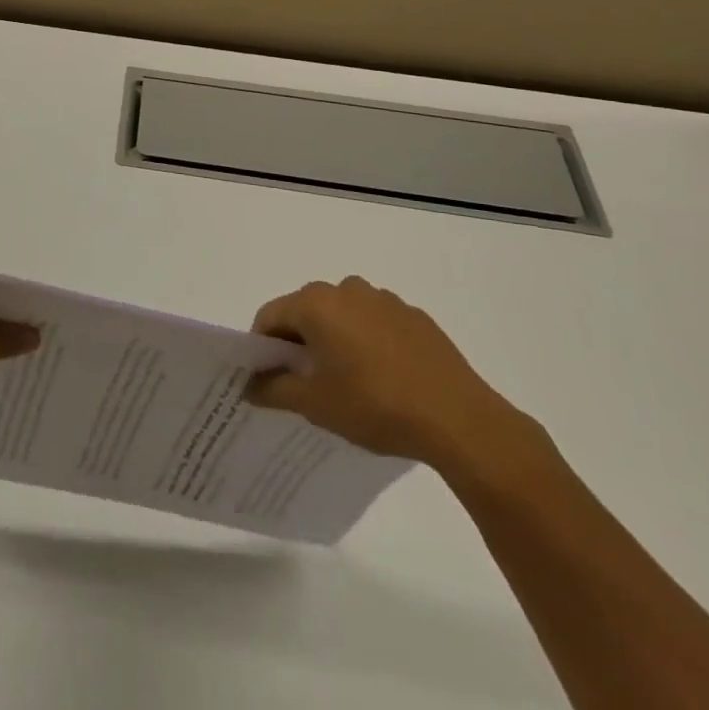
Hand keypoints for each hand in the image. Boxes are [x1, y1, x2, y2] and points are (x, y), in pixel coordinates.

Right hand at [247, 276, 531, 475]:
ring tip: (348, 382)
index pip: (270, 316)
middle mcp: (346, 289)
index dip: (263, 347)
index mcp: (316, 303)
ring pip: (342, 315)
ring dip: (335, 339)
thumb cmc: (376, 406)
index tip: (268, 380)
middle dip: (299, 342)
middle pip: (306, 311)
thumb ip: (274, 390)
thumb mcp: (316, 405)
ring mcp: (384, 299)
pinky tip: (384, 378)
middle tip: (305, 383)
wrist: (459, 420)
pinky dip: (368, 342)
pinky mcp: (414, 316)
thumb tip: (249, 386)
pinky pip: (375, 323)